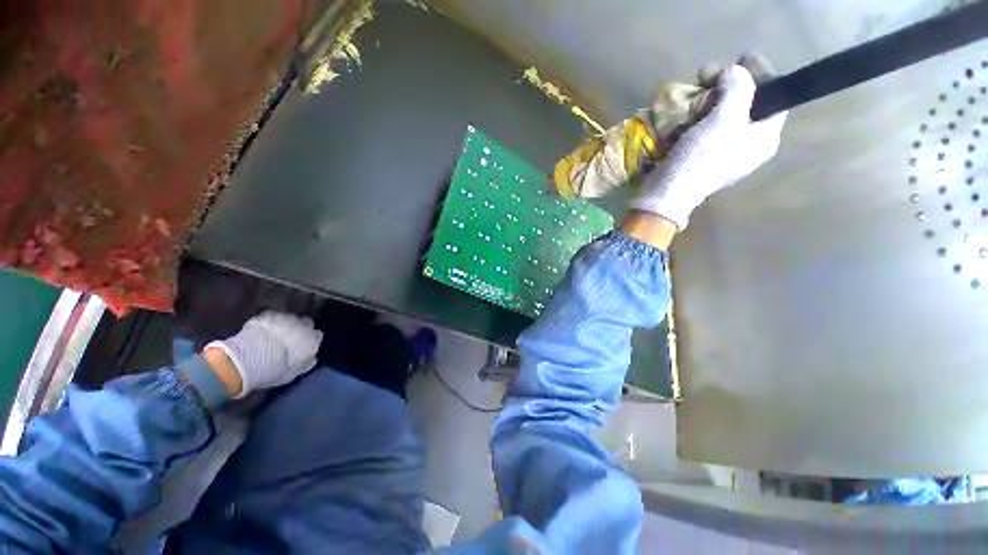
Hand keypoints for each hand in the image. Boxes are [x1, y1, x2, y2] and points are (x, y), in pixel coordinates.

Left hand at [205, 311, 322, 397]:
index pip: (317, 336)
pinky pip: (272, 317)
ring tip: (275, 333)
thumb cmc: (274, 369)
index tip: (304, 346)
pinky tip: (262, 330)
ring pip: (289, 318)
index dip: (311, 340)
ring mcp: (284, 318)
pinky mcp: (266, 315)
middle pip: (306, 323)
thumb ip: (305, 363)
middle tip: (290, 338)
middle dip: (300, 328)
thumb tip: (311, 358)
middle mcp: (302, 325)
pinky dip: (269, 322)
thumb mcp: (294, 372)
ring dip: (285, 324)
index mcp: (312, 339)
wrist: (248, 358)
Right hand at [629, 64, 787, 228]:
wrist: (666, 194)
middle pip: (747, 103)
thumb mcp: (723, 121)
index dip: (761, 73)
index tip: (741, 58)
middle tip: (706, 74)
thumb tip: (736, 71)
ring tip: (692, 92)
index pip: (775, 96)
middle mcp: (749, 144)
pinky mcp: (702, 156)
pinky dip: (697, 116)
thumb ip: (738, 89)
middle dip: (728, 85)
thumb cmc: (698, 160)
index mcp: (764, 137)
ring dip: (709, 99)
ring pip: (724, 114)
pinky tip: (686, 113)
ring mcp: (724, 151)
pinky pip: (706, 127)